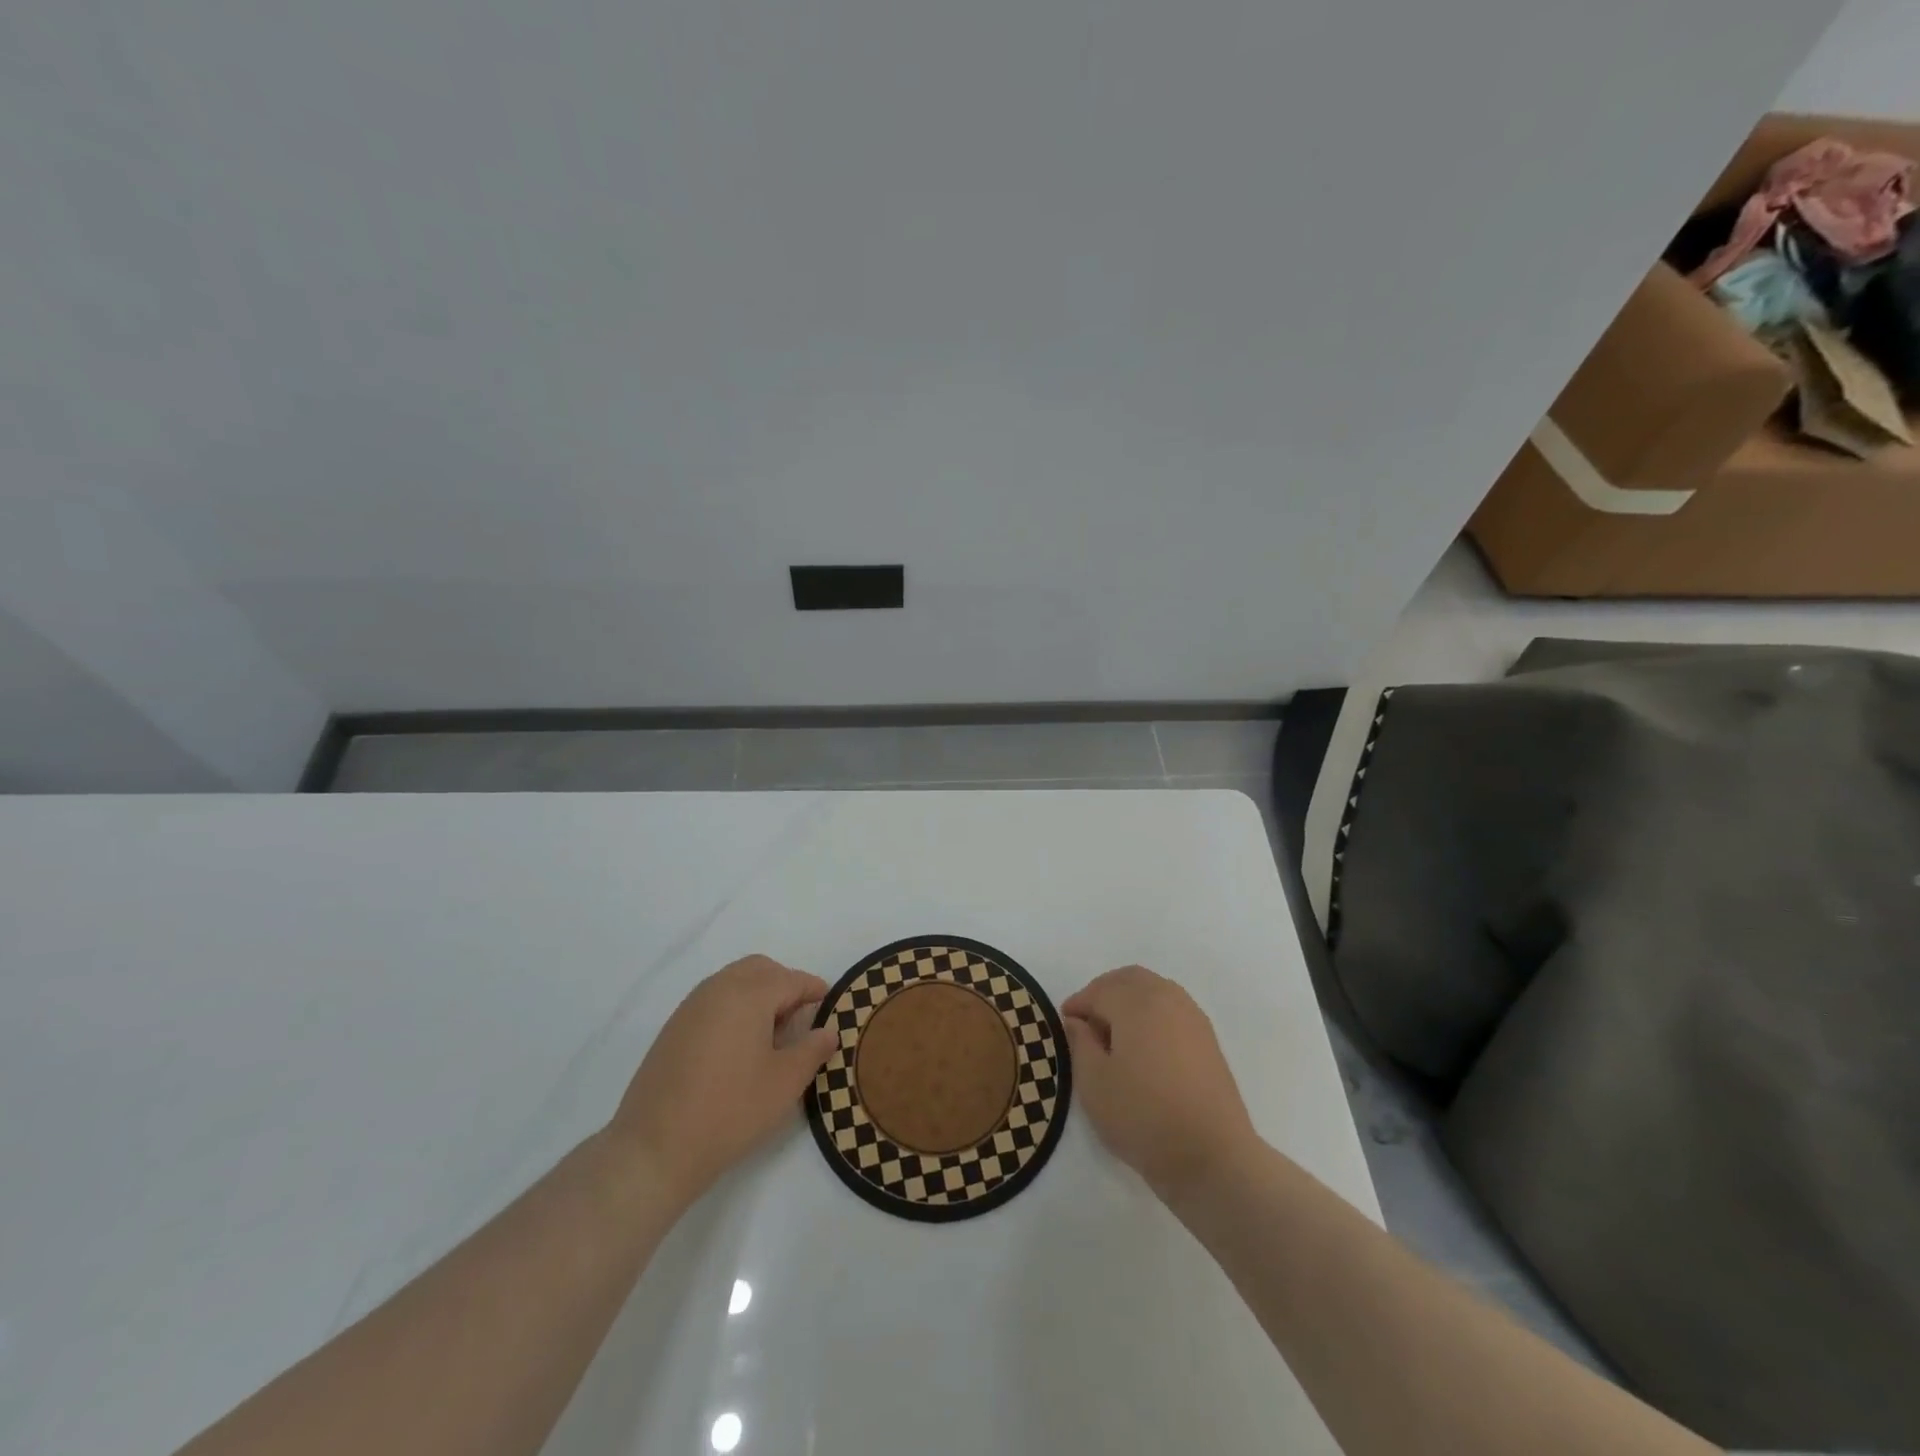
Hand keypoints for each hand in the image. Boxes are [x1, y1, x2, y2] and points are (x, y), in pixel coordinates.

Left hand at [609, 955, 839, 1204]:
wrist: (654, 1148)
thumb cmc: (730, 1110)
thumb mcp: (785, 1082)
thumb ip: (812, 1049)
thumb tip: (828, 1031)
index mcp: (749, 994)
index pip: (792, 980)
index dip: (815, 990)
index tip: (830, 1006)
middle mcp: (719, 988)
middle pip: (761, 969)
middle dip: (785, 985)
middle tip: (800, 1018)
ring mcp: (691, 1006)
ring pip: (734, 981)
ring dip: (758, 994)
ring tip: (771, 1035)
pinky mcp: (674, 1027)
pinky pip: (714, 1000)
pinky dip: (734, 1008)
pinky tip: (739, 1046)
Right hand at [1063, 966, 1257, 1203]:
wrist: (1212, 1156)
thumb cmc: (1143, 1116)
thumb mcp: (1094, 1083)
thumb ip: (1080, 1043)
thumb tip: (1078, 1021)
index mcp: (1136, 1002)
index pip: (1099, 991)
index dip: (1078, 1004)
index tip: (1064, 1024)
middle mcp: (1167, 998)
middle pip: (1129, 979)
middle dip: (1104, 992)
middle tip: (1087, 1021)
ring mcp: (1192, 1017)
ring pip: (1154, 990)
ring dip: (1129, 1000)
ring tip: (1114, 1035)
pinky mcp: (1208, 1039)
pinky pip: (1172, 1008)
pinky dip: (1152, 1013)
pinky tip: (1144, 1047)